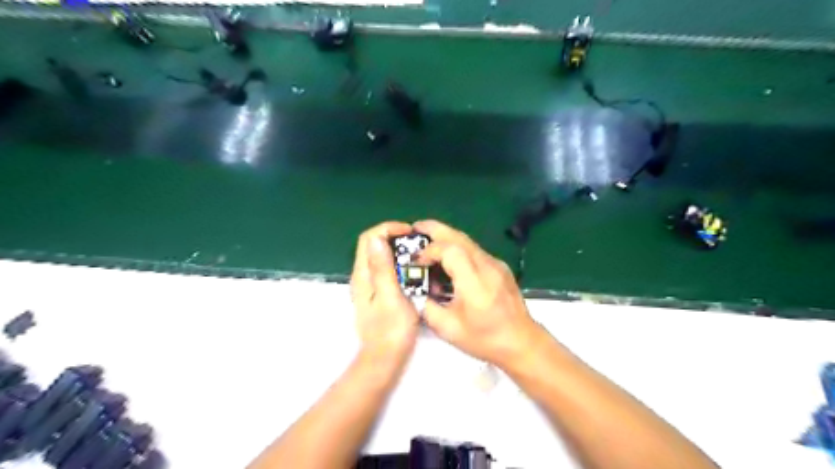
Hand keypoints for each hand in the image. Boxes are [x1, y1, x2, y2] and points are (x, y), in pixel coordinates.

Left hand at [350, 221, 421, 356]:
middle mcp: (363, 277)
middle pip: (373, 245)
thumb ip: (383, 268)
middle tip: (417, 242)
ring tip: (418, 254)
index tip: (410, 233)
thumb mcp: (391, 297)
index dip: (388, 229)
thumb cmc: (391, 331)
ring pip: (380, 256)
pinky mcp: (377, 294)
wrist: (384, 360)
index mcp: (364, 275)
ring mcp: (369, 286)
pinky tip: (413, 271)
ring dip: (397, 250)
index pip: (370, 238)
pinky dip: (398, 263)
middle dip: (394, 237)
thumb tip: (377, 239)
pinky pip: (385, 269)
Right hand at [410, 219, 542, 369]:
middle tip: (415, 227)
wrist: (522, 341)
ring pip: (467, 241)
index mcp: (474, 283)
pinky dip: (457, 247)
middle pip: (459, 237)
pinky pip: (475, 251)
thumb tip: (415, 292)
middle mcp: (487, 267)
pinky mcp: (500, 267)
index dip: (430, 250)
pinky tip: (448, 259)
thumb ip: (427, 308)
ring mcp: (496, 264)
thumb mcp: (448, 330)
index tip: (417, 261)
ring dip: (446, 236)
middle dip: (435, 229)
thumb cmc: (485, 339)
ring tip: (427, 239)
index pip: (450, 250)